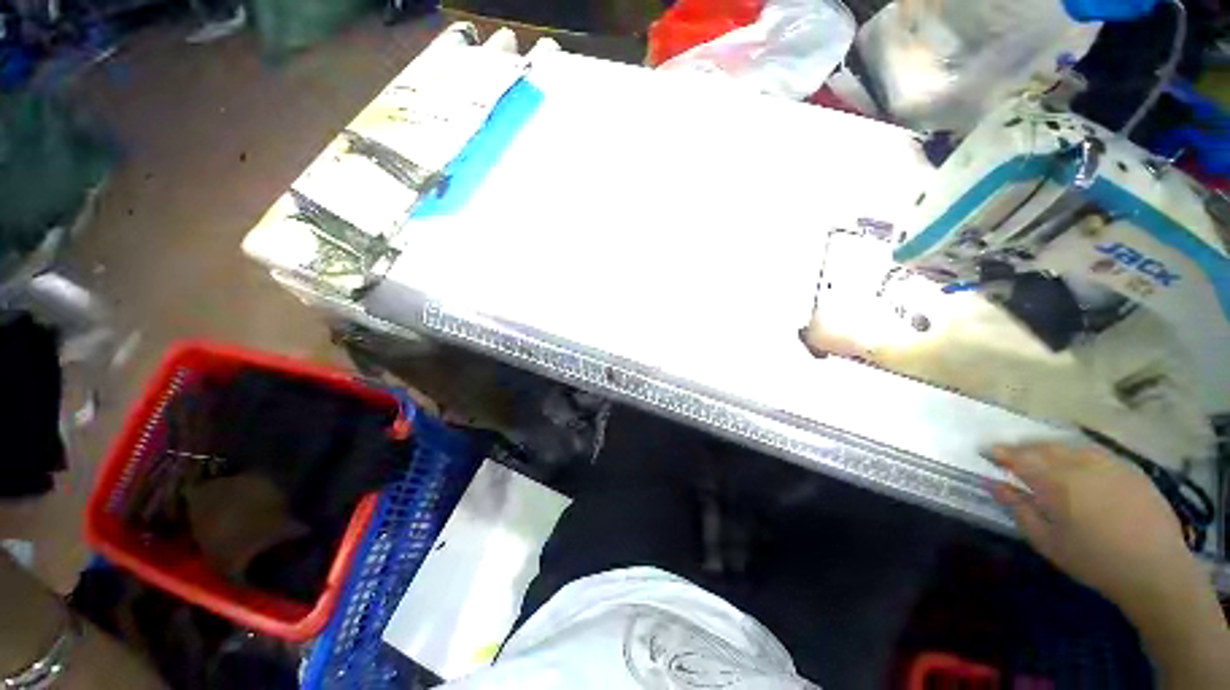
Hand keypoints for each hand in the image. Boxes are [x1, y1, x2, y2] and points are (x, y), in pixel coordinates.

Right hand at [990, 442, 1229, 687]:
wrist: (1155, 569)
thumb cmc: (1093, 560)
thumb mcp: (1047, 541)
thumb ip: (1018, 509)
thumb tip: (993, 483)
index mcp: (1056, 482)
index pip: (1018, 457)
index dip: (999, 452)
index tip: (985, 451)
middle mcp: (1080, 464)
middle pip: (1043, 446)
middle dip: (1023, 448)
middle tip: (1010, 455)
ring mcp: (1109, 463)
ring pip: (1069, 445)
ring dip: (1049, 448)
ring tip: (1040, 458)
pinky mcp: (1129, 468)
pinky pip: (1094, 452)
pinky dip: (1076, 453)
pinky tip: (1076, 465)